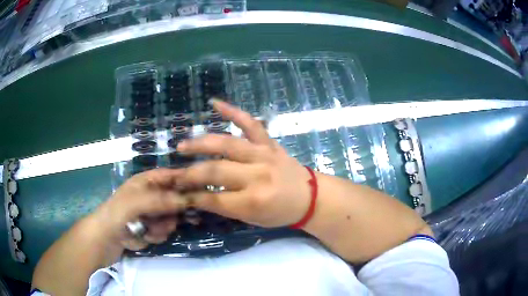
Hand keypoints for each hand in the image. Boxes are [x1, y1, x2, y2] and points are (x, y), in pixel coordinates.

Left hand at [92, 169, 187, 249]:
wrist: (104, 240)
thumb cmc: (116, 215)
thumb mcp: (135, 203)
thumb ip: (160, 199)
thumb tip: (187, 199)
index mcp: (146, 182)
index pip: (171, 175)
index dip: (186, 180)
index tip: (201, 192)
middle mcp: (151, 195)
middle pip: (175, 198)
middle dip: (174, 212)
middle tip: (169, 220)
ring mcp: (151, 213)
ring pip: (171, 218)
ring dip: (163, 227)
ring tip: (150, 231)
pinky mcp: (151, 229)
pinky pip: (164, 231)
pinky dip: (157, 235)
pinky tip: (146, 237)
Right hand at [175, 100, 311, 227]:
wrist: (310, 196)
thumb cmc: (280, 212)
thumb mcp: (252, 218)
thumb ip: (224, 207)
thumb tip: (196, 197)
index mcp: (254, 200)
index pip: (214, 198)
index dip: (194, 197)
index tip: (179, 193)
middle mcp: (258, 175)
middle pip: (216, 170)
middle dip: (191, 174)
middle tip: (174, 174)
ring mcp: (264, 154)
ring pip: (227, 144)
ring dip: (201, 143)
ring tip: (182, 146)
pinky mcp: (269, 142)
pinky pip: (250, 123)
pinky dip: (232, 111)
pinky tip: (214, 103)